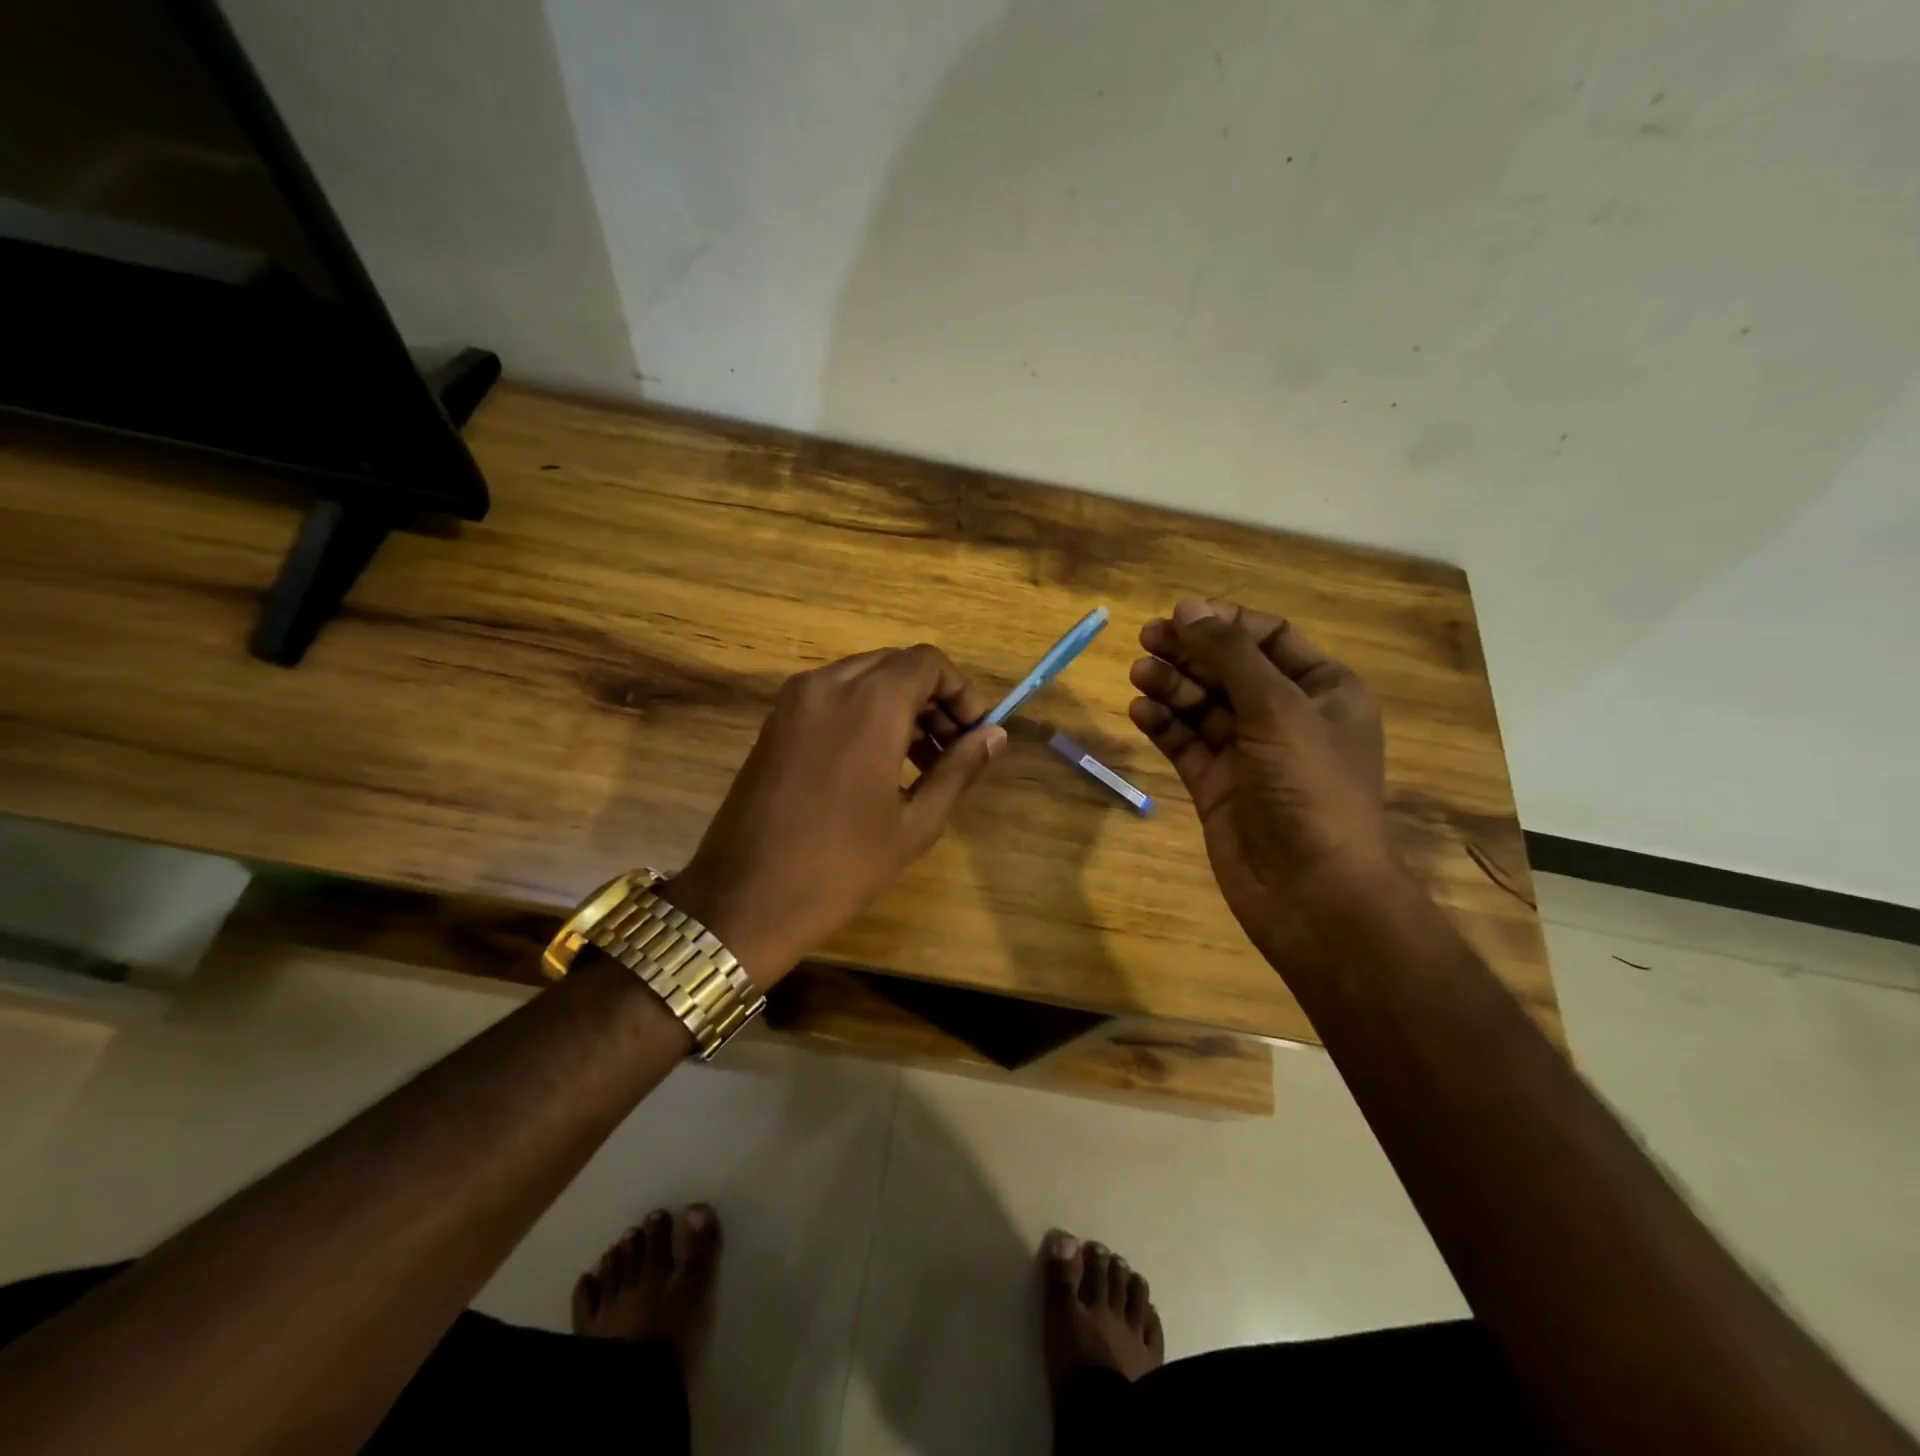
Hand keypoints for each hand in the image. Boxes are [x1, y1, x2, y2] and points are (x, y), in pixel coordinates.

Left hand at [663, 645, 1006, 988]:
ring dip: (898, 706)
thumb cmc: (841, 866)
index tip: (974, 733)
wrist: (744, 900)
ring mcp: (793, 701)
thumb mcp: (915, 823)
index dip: (960, 692)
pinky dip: (863, 713)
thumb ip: (959, 768)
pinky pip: (832, 697)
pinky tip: (876, 764)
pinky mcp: (774, 722)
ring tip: (920, 761)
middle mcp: (828, 685)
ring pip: (862, 678)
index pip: (927, 663)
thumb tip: (994, 735)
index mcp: (868, 703)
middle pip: (895, 665)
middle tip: (952, 749)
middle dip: (931, 698)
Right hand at [1129, 598, 1394, 952]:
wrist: (1312, 891)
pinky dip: (1164, 725)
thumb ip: (1230, 655)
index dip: (1224, 622)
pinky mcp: (1217, 786)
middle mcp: (1287, 717)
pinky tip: (1140, 710)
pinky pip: (1186, 743)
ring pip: (1203, 706)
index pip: (1270, 638)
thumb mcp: (1277, 708)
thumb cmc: (1310, 788)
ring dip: (1172, 686)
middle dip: (1190, 652)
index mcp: (1323, 691)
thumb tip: (1188, 609)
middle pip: (1230, 669)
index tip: (1179, 614)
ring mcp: (1249, 754)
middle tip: (1145, 640)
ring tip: (1138, 674)